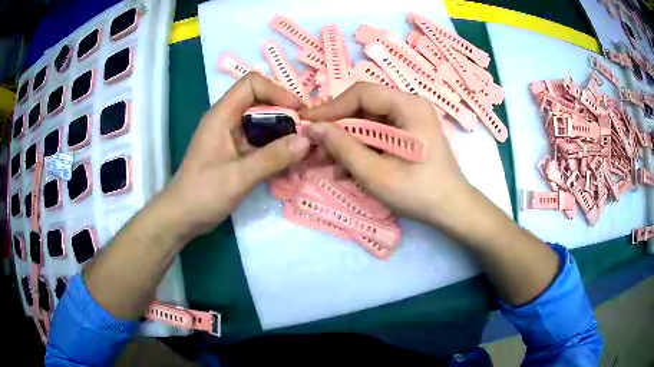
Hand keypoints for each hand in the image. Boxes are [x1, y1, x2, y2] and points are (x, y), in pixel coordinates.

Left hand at [165, 73, 310, 236]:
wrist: (182, 217)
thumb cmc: (203, 193)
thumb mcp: (239, 176)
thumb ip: (273, 157)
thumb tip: (307, 140)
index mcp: (222, 115)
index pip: (251, 84)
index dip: (277, 91)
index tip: (298, 112)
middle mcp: (227, 120)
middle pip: (260, 102)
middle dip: (285, 114)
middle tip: (306, 133)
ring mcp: (231, 137)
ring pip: (262, 123)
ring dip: (282, 134)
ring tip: (301, 151)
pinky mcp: (234, 153)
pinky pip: (259, 142)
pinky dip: (275, 149)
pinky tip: (288, 165)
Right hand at [301, 82, 472, 228]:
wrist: (451, 209)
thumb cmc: (418, 192)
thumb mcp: (376, 173)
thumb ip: (343, 147)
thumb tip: (312, 128)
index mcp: (408, 106)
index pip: (361, 93)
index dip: (330, 108)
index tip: (306, 125)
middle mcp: (409, 104)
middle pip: (363, 106)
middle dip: (337, 128)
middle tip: (315, 148)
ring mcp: (410, 118)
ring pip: (367, 121)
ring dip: (346, 140)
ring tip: (328, 162)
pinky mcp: (408, 132)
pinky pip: (377, 132)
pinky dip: (360, 147)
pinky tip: (347, 167)